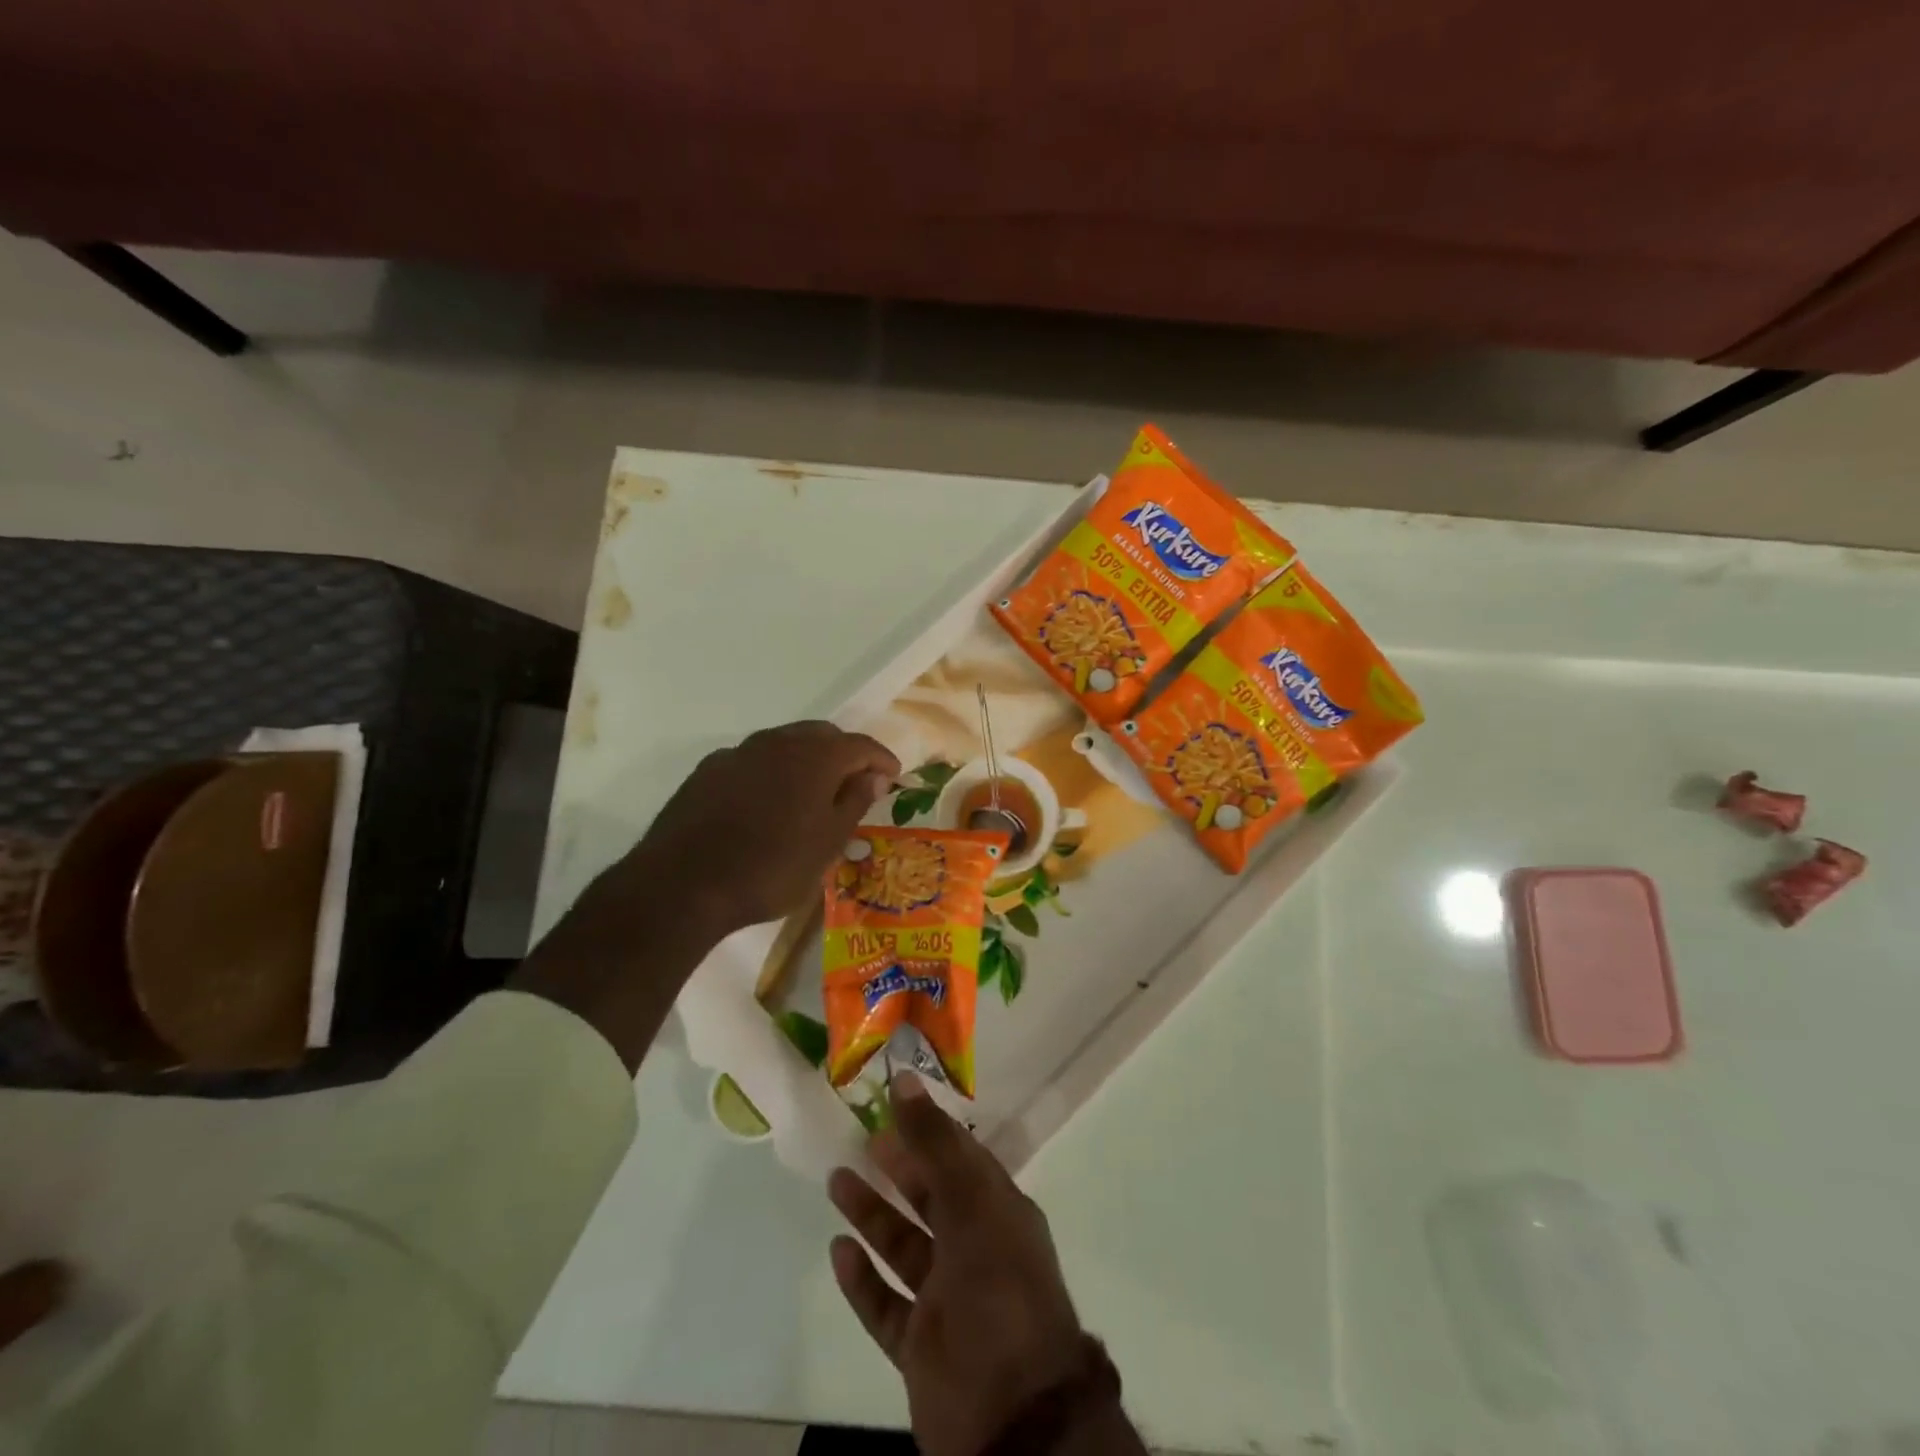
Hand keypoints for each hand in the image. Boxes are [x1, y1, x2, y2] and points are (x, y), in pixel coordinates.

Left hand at [627, 720, 899, 934]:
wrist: (683, 885)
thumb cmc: (771, 868)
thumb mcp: (828, 843)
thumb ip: (855, 801)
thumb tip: (875, 775)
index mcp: (815, 756)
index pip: (860, 745)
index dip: (882, 759)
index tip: (894, 778)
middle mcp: (777, 742)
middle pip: (822, 735)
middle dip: (844, 754)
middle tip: (855, 784)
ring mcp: (738, 753)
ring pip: (784, 744)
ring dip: (806, 761)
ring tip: (813, 794)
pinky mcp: (708, 771)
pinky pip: (753, 761)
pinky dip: (772, 773)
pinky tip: (767, 803)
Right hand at [828, 1075, 1088, 1455]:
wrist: (1014, 1415)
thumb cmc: (999, 1288)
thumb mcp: (971, 1202)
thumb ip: (935, 1142)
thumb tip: (905, 1079)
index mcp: (999, 1213)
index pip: (961, 1158)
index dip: (929, 1130)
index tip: (893, 1102)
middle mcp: (975, 1250)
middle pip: (931, 1198)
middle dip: (900, 1168)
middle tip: (862, 1138)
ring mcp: (948, 1301)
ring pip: (904, 1247)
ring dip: (872, 1215)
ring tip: (837, 1180)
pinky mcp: (922, 1347)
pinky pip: (887, 1305)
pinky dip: (864, 1280)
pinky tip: (838, 1252)